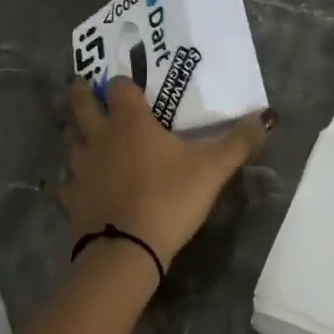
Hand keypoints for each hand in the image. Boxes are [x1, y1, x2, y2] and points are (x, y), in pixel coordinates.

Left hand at [58, 78, 273, 269]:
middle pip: (80, 103)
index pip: (119, 86)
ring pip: (69, 139)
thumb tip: (268, 116)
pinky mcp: (71, 197)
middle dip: (82, 93)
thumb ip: (239, 140)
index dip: (124, 83)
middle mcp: (99, 136)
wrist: (128, 250)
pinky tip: (77, 185)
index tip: (129, 84)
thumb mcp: (212, 168)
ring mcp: (81, 167)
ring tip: (83, 134)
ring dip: (75, 133)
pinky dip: (70, 180)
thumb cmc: (170, 197)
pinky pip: (65, 182)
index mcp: (130, 121)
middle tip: (84, 87)